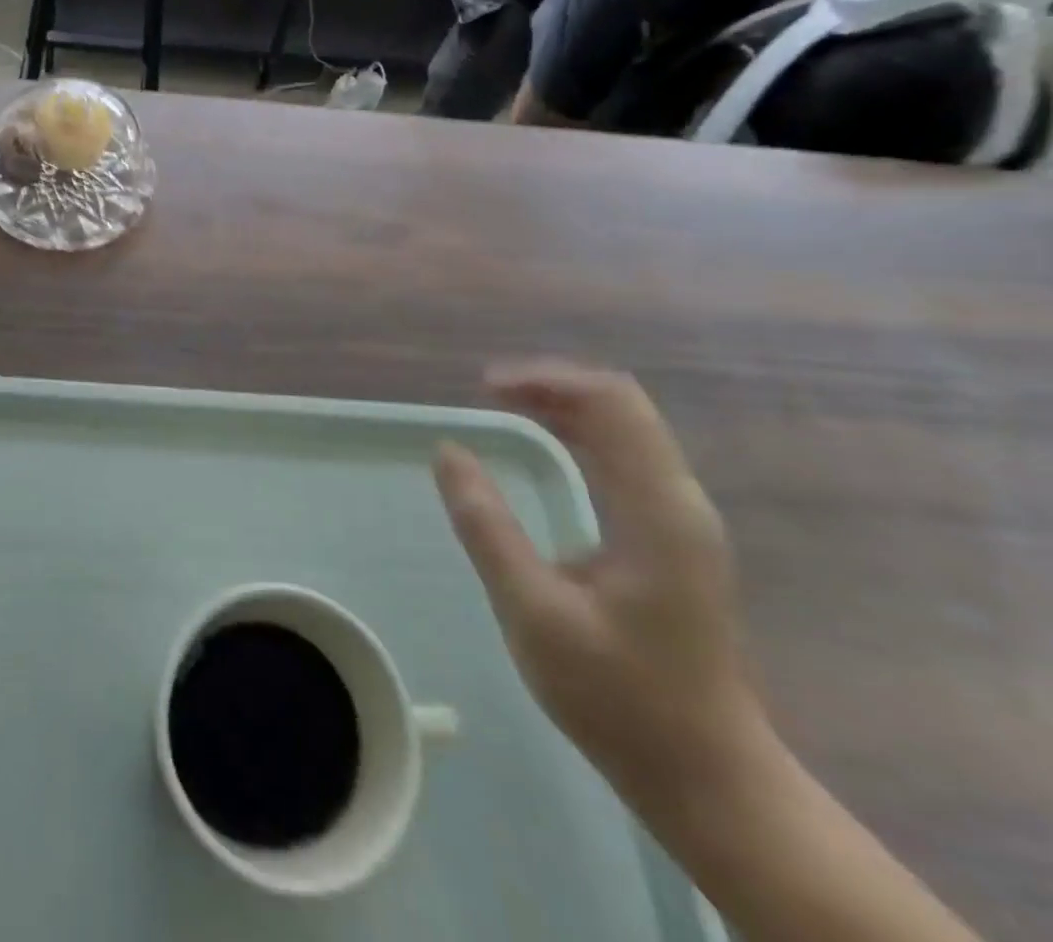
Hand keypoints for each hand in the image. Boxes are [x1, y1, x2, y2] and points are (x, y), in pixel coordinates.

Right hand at [435, 360, 768, 813]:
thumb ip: (487, 527)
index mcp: (657, 511)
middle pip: (621, 407)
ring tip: (505, 407)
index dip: (547, 380)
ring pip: (626, 430)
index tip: (484, 388)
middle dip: (553, 386)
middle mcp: (679, 503)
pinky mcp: (673, 540)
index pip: (612, 404)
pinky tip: (545, 449)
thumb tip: (449, 451)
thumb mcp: (534, 612)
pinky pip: (626, 460)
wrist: (710, 780)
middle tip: (488, 393)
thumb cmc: (620, 698)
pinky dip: (580, 437)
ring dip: (565, 408)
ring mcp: (681, 521)